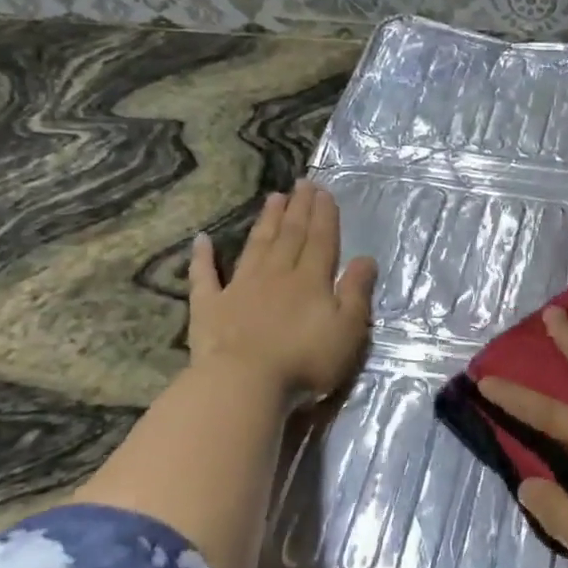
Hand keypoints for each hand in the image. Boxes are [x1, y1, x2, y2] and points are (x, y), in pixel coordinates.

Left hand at [189, 180, 375, 401]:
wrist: (243, 384)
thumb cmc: (304, 360)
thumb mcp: (347, 329)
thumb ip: (356, 292)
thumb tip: (365, 258)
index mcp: (310, 280)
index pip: (320, 240)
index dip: (324, 215)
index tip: (324, 192)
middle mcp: (276, 275)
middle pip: (290, 236)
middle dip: (298, 209)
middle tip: (302, 183)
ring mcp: (239, 289)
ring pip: (256, 247)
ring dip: (266, 221)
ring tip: (273, 198)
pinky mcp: (209, 308)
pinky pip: (204, 277)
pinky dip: (202, 258)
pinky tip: (202, 240)